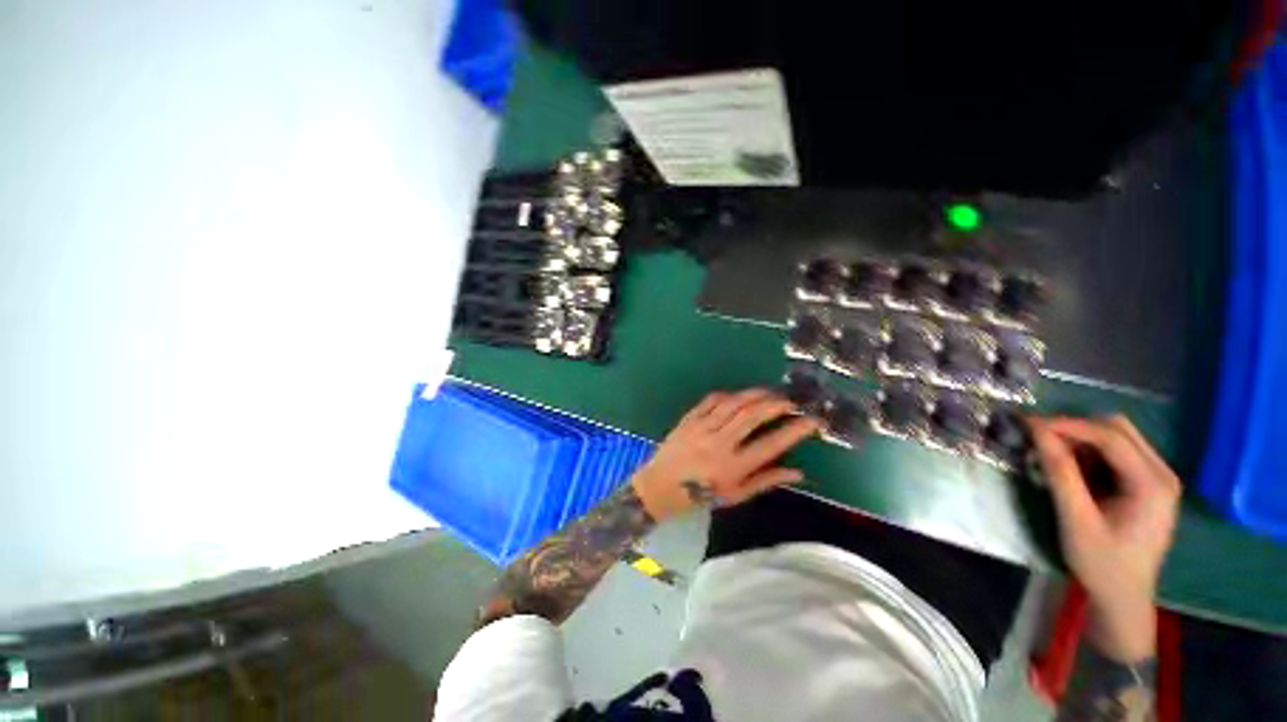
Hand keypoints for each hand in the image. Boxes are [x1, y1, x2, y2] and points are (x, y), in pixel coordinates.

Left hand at [630, 389, 820, 521]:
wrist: (661, 486)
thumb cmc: (701, 495)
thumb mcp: (736, 495)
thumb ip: (766, 481)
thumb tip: (799, 473)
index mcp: (733, 467)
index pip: (771, 444)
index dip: (795, 430)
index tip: (812, 420)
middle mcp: (720, 444)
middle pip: (752, 416)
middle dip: (775, 404)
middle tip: (790, 400)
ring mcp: (702, 428)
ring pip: (733, 404)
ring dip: (755, 394)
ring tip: (770, 392)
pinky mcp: (690, 418)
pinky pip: (711, 400)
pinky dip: (729, 395)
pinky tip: (739, 395)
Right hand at [1030, 416, 1180, 662]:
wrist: (1123, 597)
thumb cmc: (1101, 563)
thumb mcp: (1076, 519)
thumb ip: (1060, 473)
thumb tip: (1037, 432)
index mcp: (1152, 484)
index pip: (1110, 437)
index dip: (1068, 425)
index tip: (1029, 424)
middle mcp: (1162, 473)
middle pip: (1118, 429)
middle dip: (1075, 429)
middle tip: (1040, 440)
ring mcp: (1158, 478)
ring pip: (1117, 437)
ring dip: (1082, 440)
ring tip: (1052, 457)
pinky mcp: (1148, 484)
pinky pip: (1117, 453)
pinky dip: (1090, 453)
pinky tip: (1072, 470)